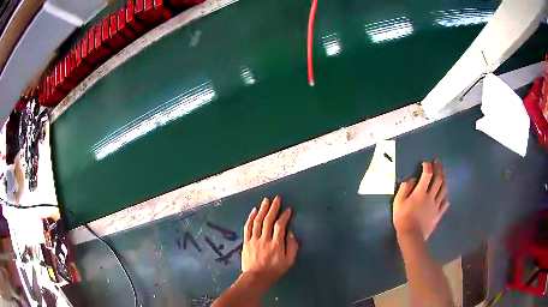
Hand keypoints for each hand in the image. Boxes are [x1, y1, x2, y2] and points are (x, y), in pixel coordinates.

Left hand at [241, 196, 298, 291]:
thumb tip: (290, 233)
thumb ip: (292, 246)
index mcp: (276, 244)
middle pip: (268, 220)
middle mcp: (264, 240)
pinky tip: (253, 211)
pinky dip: (250, 218)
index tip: (288, 209)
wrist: (256, 277)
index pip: (280, 226)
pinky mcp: (246, 242)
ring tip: (265, 200)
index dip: (284, 216)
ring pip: (257, 221)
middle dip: (273, 208)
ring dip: (262, 209)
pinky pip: (248, 227)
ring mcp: (254, 240)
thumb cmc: (275, 270)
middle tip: (276, 198)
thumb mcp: (289, 261)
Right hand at [393, 160, 448, 239]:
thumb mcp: (398, 202)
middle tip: (438, 162)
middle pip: (438, 179)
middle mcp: (431, 196)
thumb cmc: (402, 218)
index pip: (427, 175)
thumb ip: (405, 188)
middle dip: (438, 168)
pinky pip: (445, 203)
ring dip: (444, 179)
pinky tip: (444, 195)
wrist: (411, 236)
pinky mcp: (438, 214)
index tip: (426, 163)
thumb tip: (412, 179)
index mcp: (421, 192)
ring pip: (444, 189)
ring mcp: (436, 205)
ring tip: (443, 174)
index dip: (427, 166)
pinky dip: (445, 197)